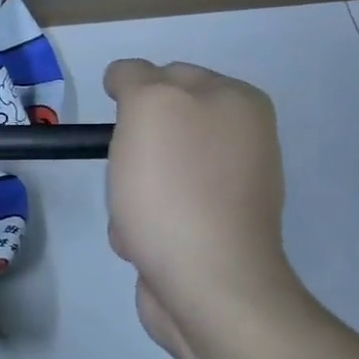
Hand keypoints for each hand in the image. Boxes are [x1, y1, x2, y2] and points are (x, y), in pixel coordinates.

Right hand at [104, 59, 297, 358]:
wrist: (207, 285)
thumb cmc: (174, 189)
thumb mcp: (149, 106)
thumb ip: (135, 77)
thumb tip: (127, 80)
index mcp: (237, 101)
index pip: (164, 73)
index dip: (131, 99)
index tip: (118, 130)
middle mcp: (241, 139)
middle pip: (154, 126)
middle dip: (127, 150)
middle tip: (126, 172)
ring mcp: (227, 187)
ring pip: (149, 169)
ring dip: (127, 190)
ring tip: (132, 215)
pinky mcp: (211, 228)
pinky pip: (158, 208)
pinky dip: (139, 222)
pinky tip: (140, 241)